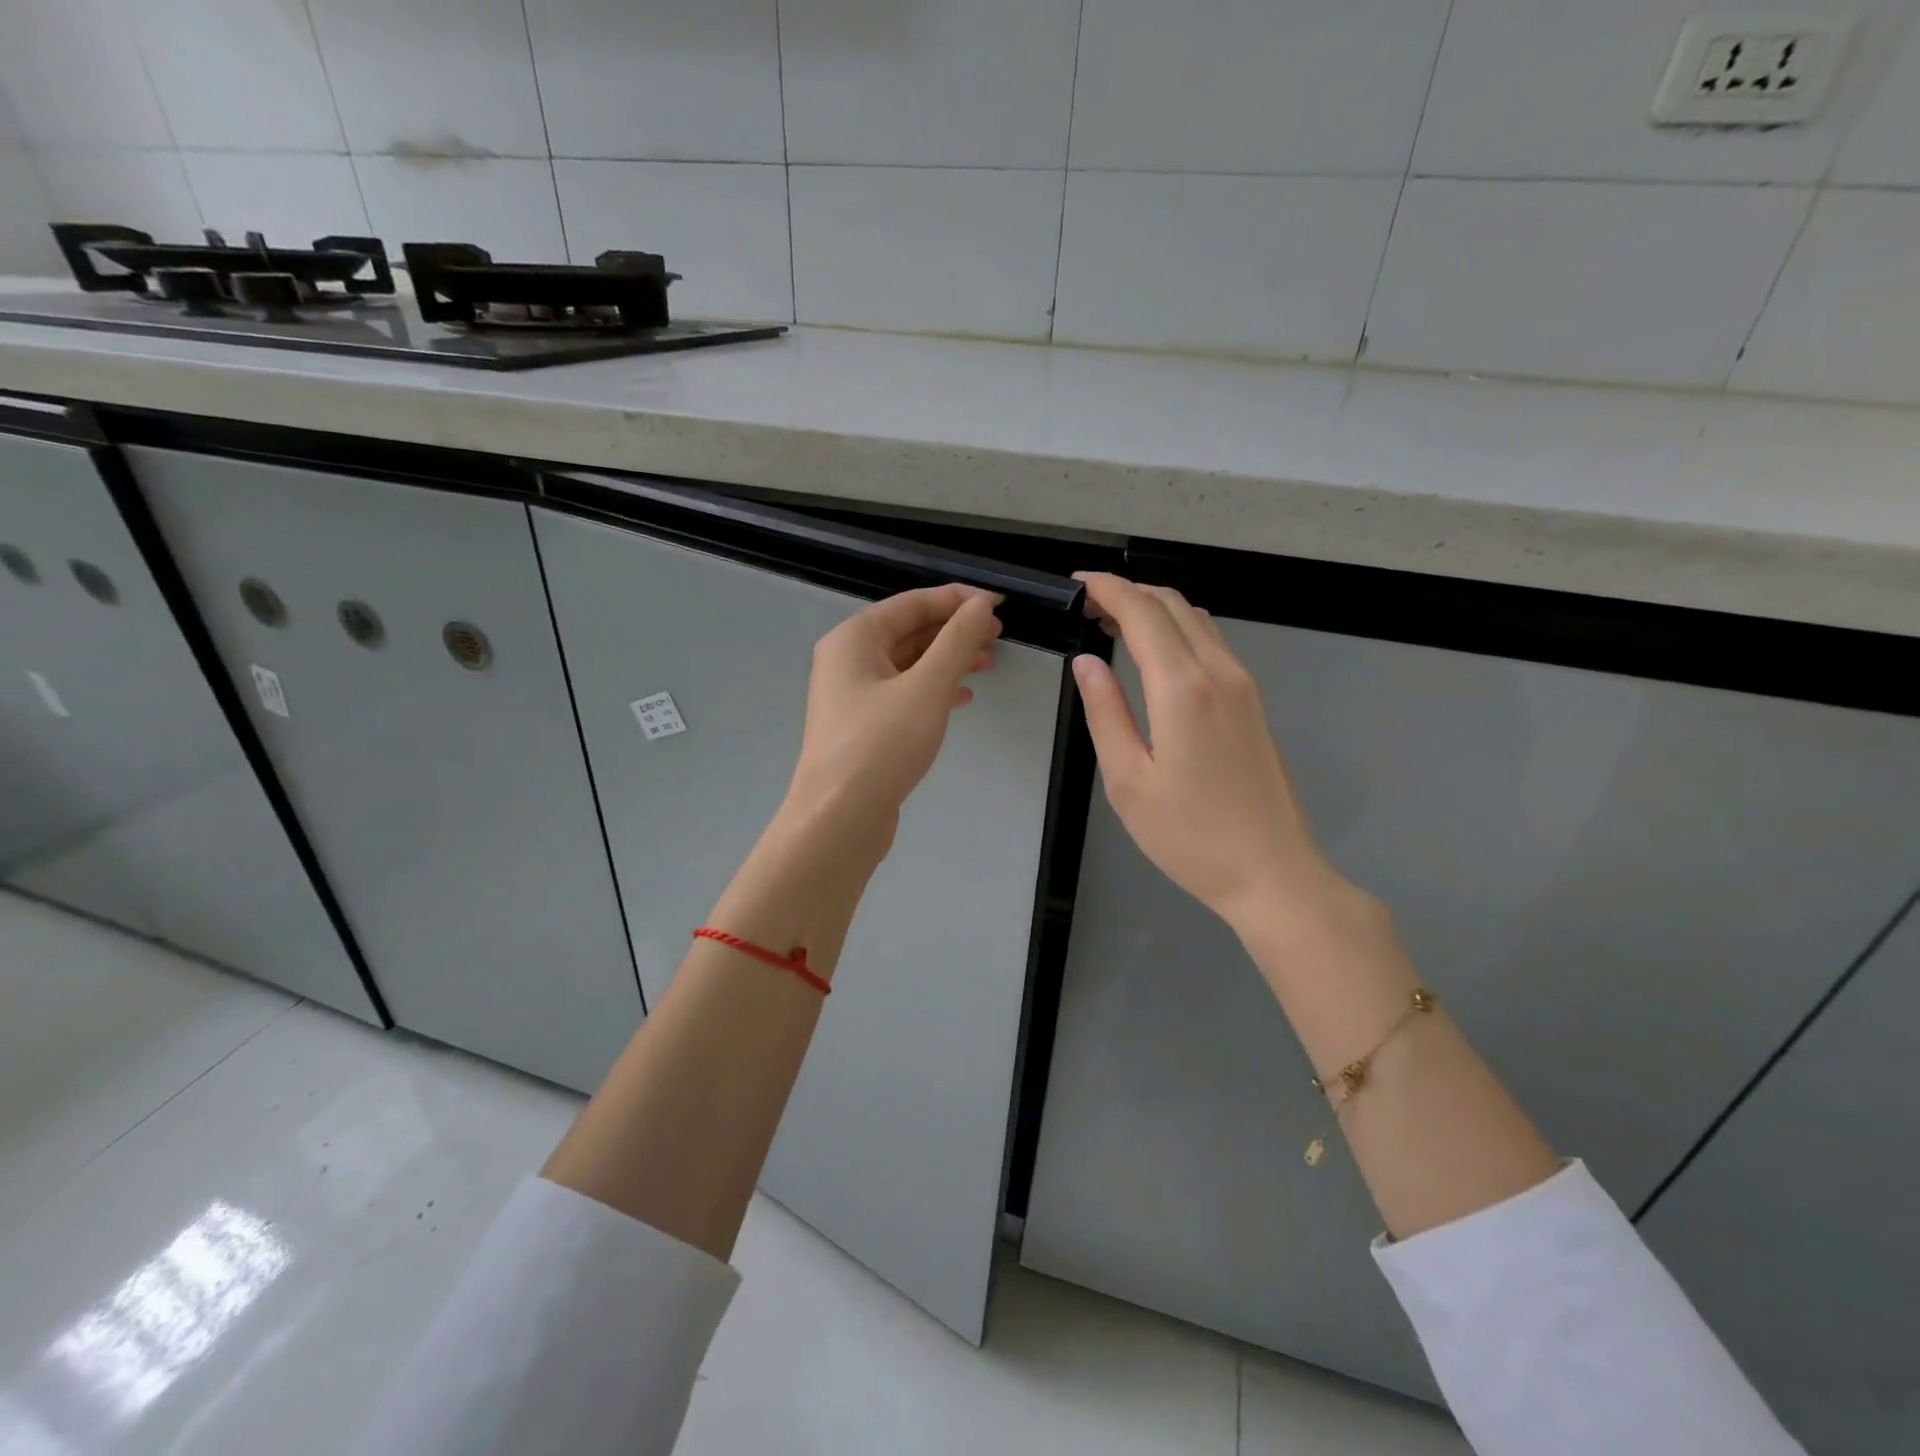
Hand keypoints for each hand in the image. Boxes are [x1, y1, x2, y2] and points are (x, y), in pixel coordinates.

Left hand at [778, 583, 1002, 862]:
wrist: (838, 819)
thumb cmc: (881, 745)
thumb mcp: (927, 686)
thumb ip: (957, 640)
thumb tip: (981, 604)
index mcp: (854, 638)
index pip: (913, 603)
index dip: (958, 599)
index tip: (1000, 604)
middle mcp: (848, 659)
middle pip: (909, 631)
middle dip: (955, 630)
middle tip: (999, 636)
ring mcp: (852, 695)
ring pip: (908, 664)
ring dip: (948, 660)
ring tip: (988, 665)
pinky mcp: (862, 726)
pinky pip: (903, 693)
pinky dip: (933, 690)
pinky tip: (961, 699)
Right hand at [1071, 573, 1347, 930]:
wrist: (1273, 873)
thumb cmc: (1190, 836)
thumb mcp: (1128, 780)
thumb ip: (1105, 713)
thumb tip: (1086, 662)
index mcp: (1183, 688)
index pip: (1141, 612)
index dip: (1107, 589)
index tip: (1076, 584)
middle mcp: (1219, 672)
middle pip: (1173, 604)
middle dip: (1128, 592)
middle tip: (1088, 606)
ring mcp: (1243, 685)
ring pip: (1197, 619)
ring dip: (1155, 609)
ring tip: (1114, 624)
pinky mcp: (1254, 702)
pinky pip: (1213, 642)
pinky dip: (1178, 630)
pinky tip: (1155, 655)